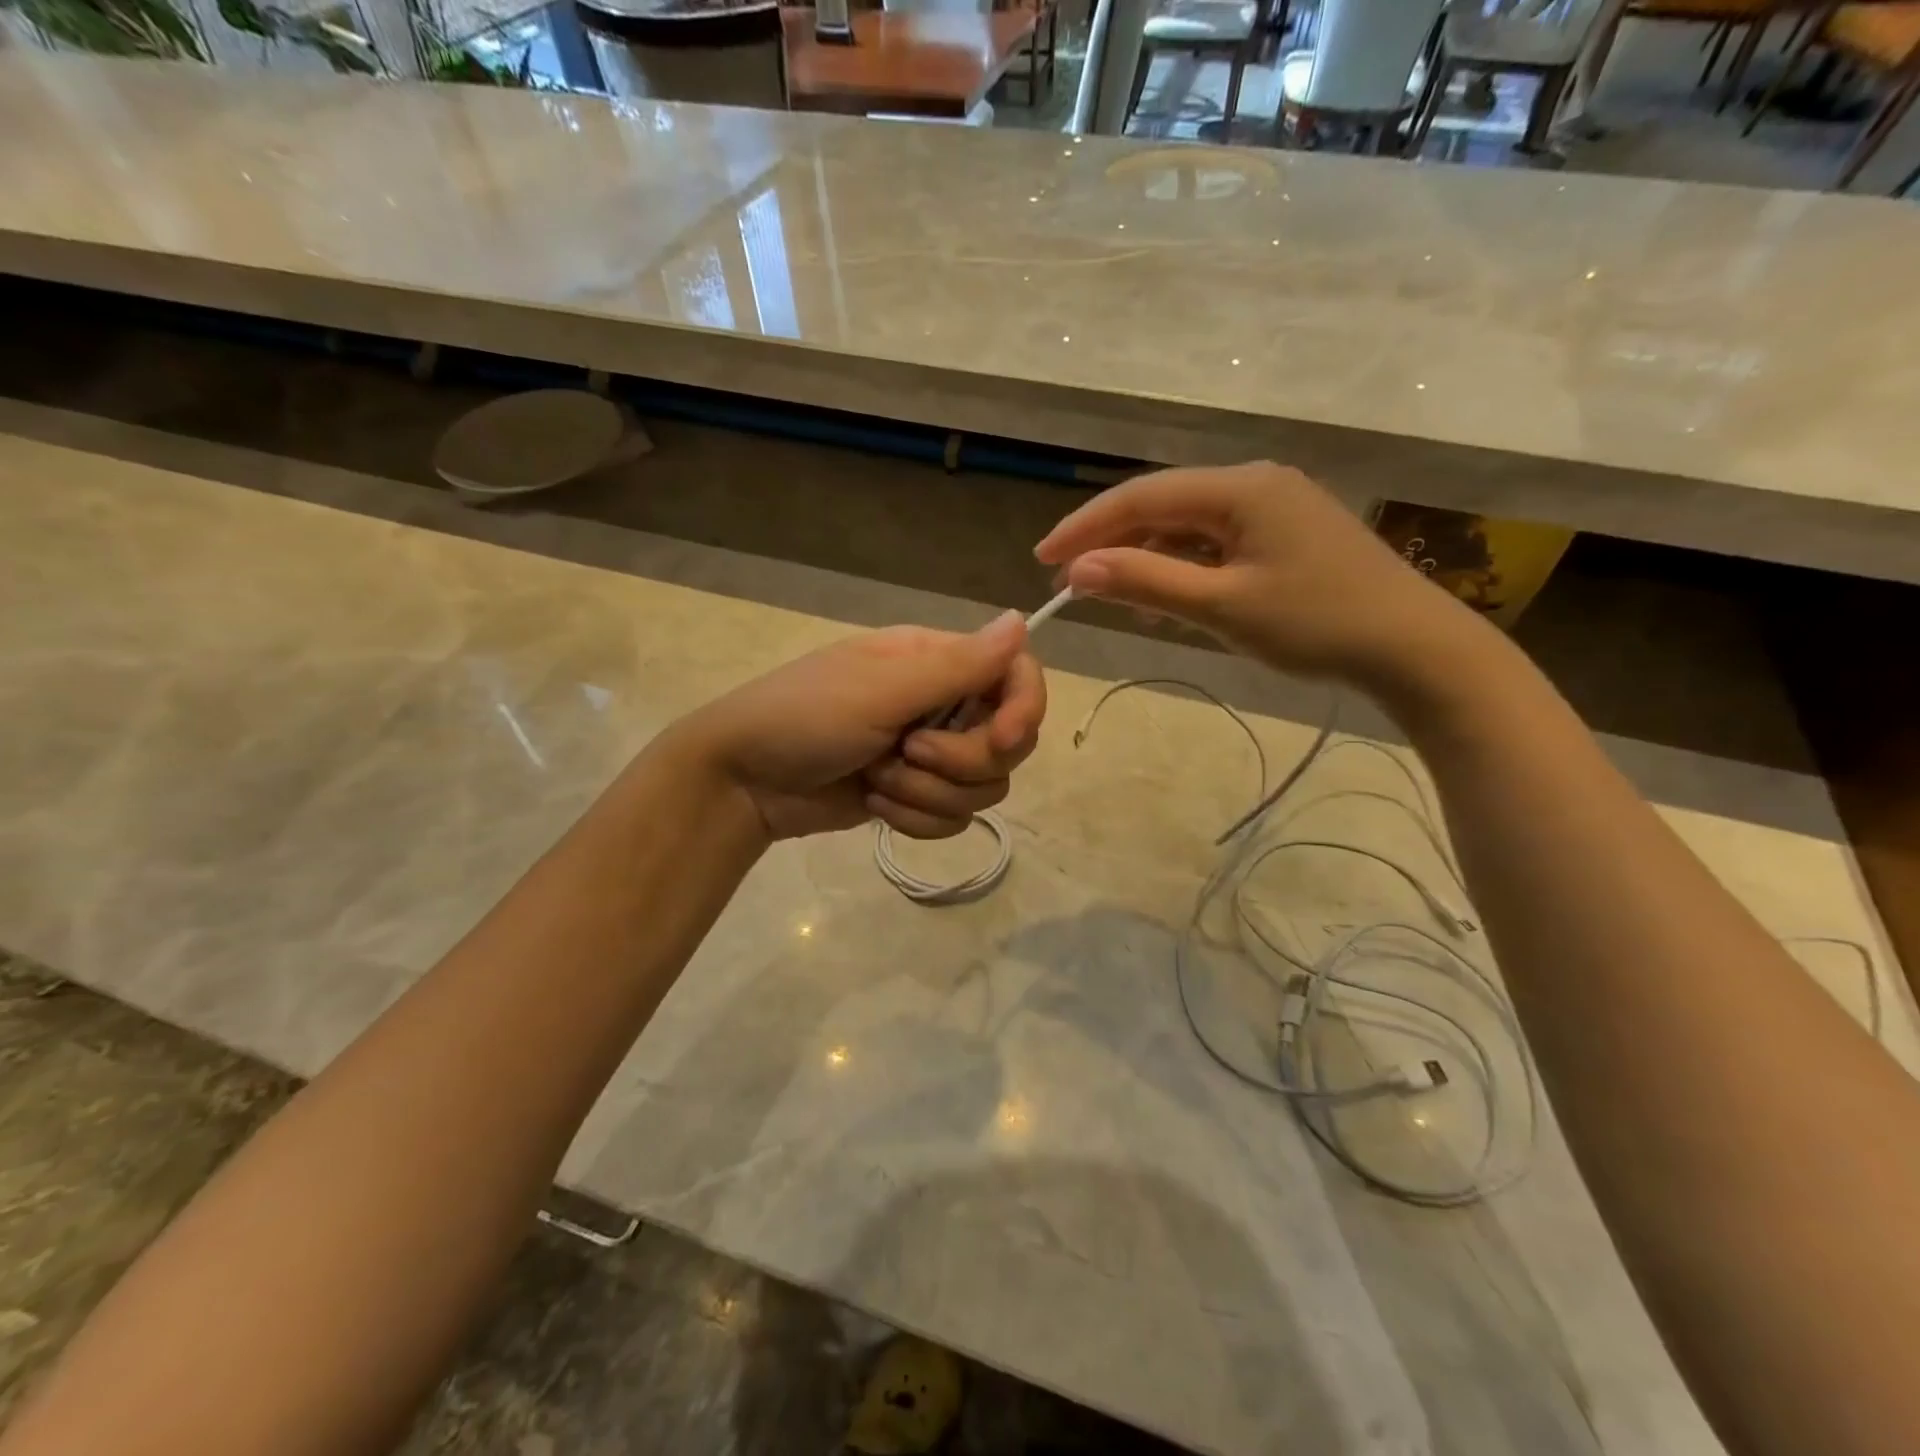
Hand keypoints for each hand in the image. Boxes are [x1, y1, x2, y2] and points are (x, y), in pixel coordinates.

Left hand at [678, 612, 1046, 841]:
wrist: (744, 783)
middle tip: (908, 752)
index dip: (1024, 708)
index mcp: (936, 660)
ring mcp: (931, 754)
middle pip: (1009, 741)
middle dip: (961, 760)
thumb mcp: (879, 689)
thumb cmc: (803, 717)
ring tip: (878, 779)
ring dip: (929, 794)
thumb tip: (1022, 620)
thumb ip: (957, 665)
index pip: (1017, 675)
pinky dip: (916, 819)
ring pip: (984, 787)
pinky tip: (875, 806)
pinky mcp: (917, 796)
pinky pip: (954, 818)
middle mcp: (943, 703)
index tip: (1001, 740)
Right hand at [1034, 462, 1488, 693]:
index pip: (1142, 496)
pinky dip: (1181, 564)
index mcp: (1240, 487)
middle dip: (1111, 540)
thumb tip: (1078, 569)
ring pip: (1188, 524)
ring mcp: (1274, 507)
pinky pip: (1216, 541)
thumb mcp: (1223, 606)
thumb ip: (1148, 581)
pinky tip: (1164, 594)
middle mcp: (1255, 483)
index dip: (1086, 526)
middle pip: (1163, 504)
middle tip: (1068, 581)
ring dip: (1144, 554)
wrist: (1413, 647)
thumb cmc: (1316, 623)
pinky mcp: (1285, 534)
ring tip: (1107, 592)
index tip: (1043, 559)